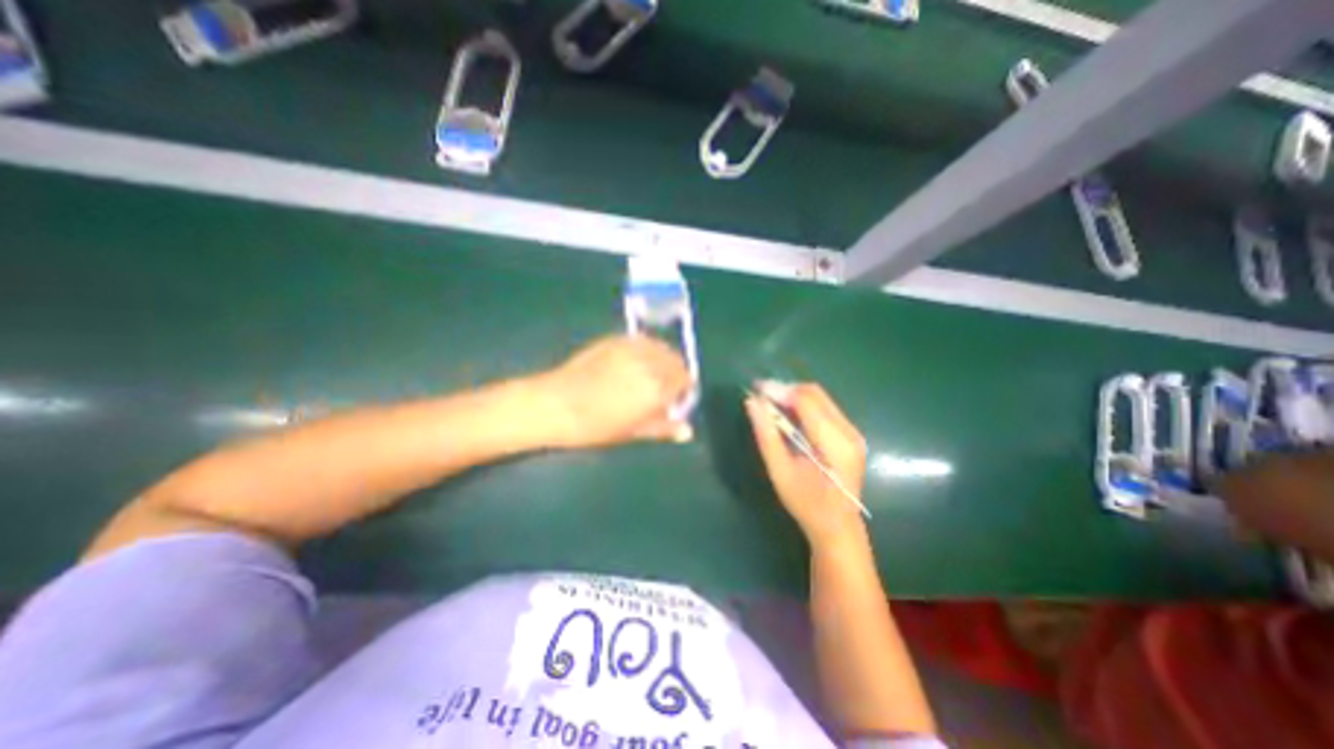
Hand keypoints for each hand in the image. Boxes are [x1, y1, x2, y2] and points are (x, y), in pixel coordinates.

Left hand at [534, 334, 691, 448]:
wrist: (557, 404)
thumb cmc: (595, 425)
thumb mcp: (632, 432)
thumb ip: (663, 428)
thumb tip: (688, 431)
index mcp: (656, 389)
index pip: (685, 380)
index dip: (683, 390)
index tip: (676, 399)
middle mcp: (649, 363)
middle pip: (677, 360)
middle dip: (676, 373)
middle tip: (664, 387)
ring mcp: (632, 348)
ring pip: (662, 347)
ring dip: (663, 359)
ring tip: (651, 373)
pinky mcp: (616, 340)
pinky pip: (643, 340)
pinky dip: (647, 349)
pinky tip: (636, 361)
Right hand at [745, 386, 871, 548]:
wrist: (838, 527)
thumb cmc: (806, 503)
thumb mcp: (780, 470)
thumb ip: (766, 434)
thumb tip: (751, 401)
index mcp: (834, 443)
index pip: (805, 401)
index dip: (779, 390)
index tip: (755, 388)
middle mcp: (849, 431)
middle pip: (815, 393)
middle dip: (785, 389)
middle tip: (761, 396)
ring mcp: (853, 432)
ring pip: (820, 397)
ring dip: (794, 396)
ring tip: (771, 404)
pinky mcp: (851, 434)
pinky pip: (825, 407)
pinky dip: (804, 405)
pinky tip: (789, 415)